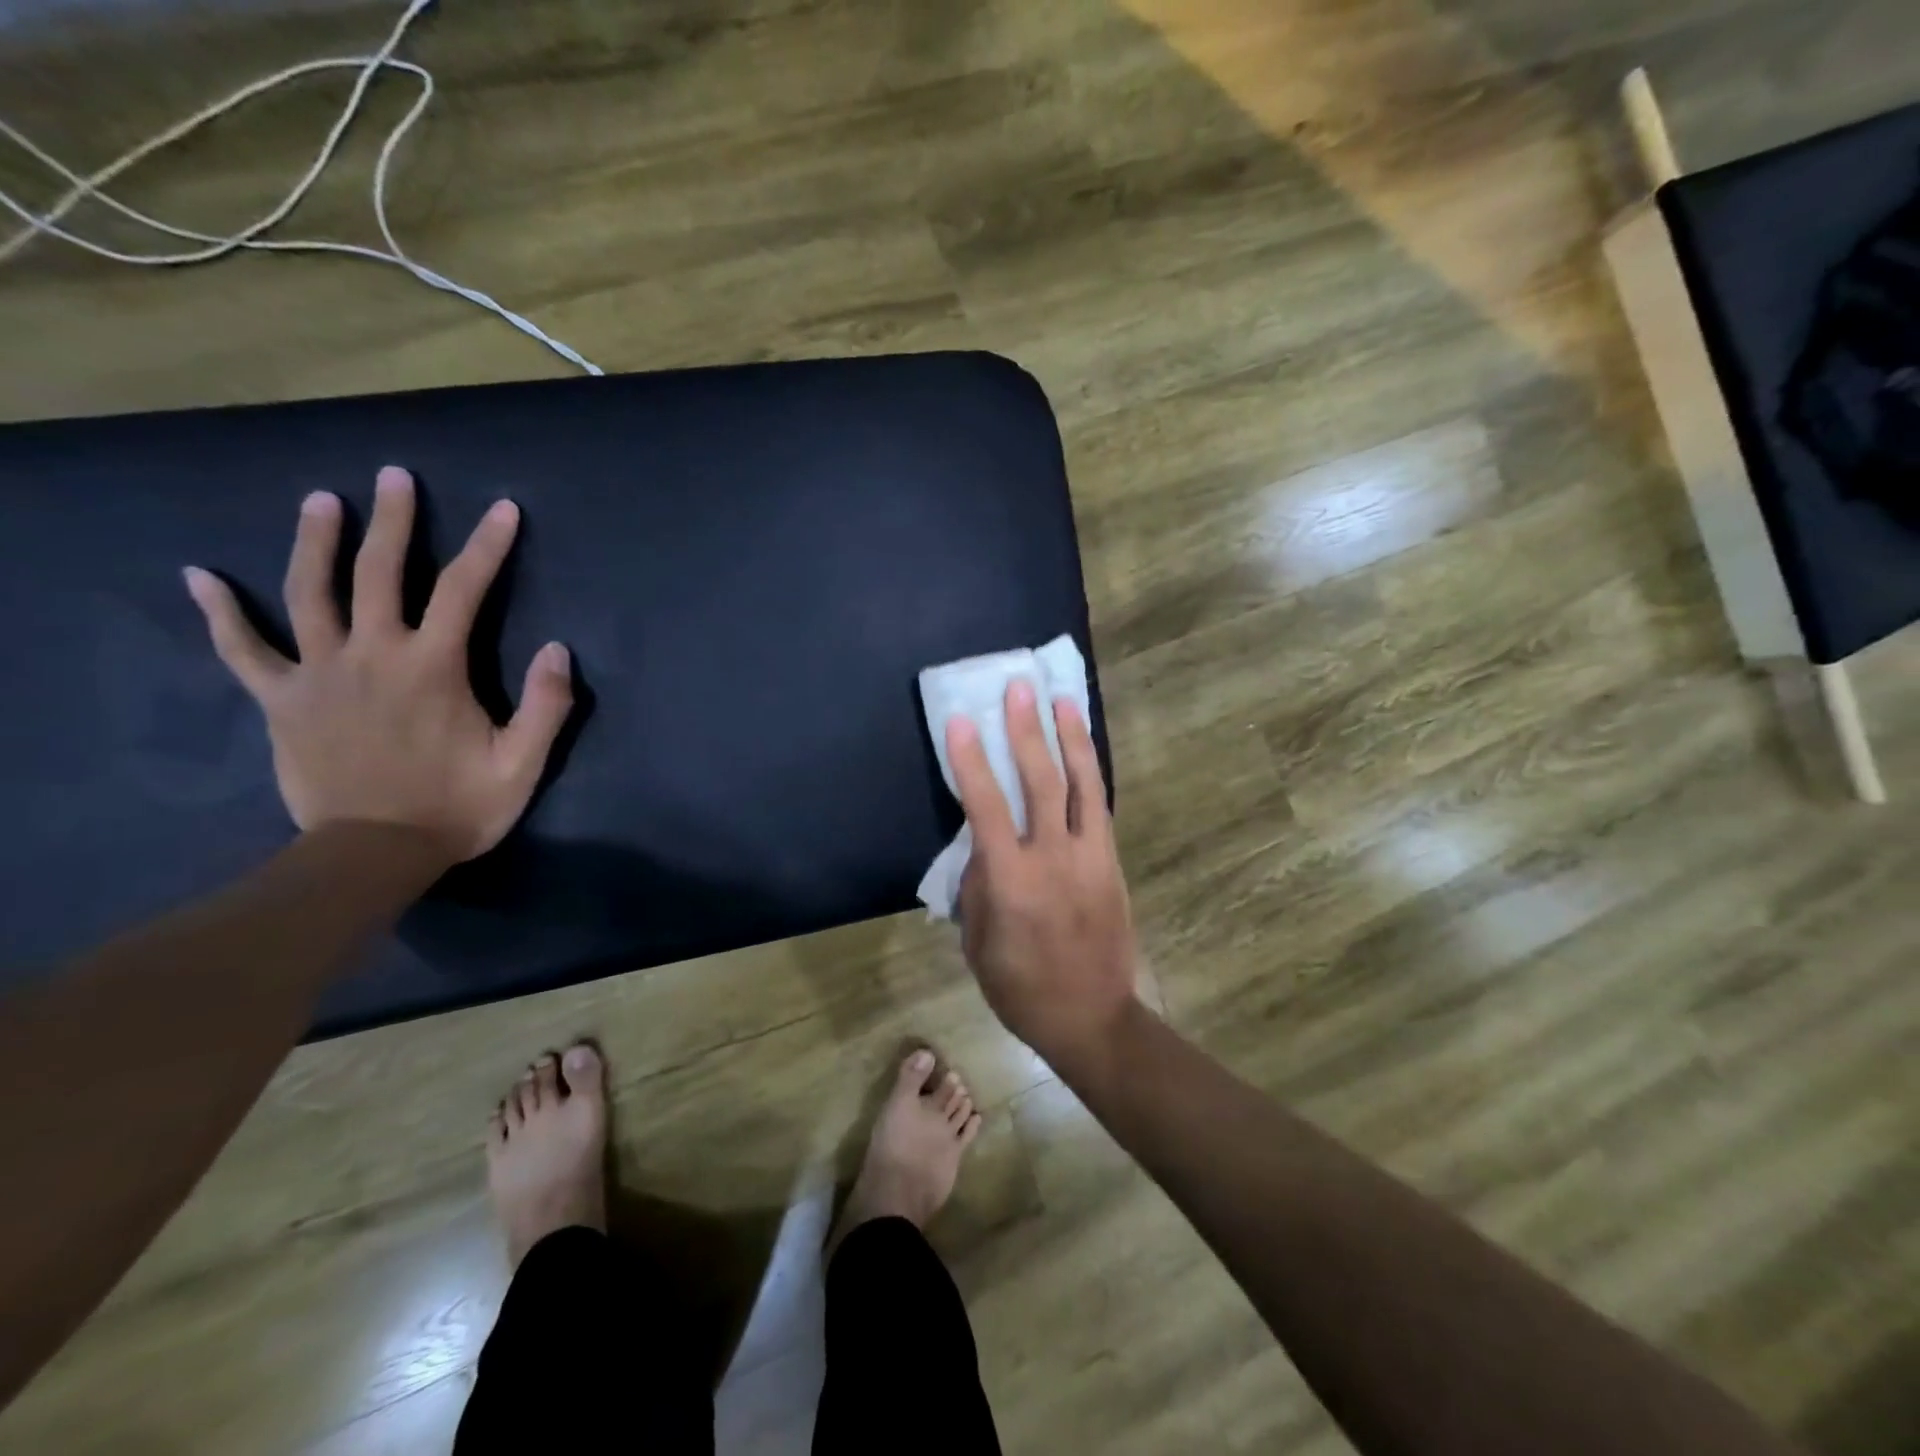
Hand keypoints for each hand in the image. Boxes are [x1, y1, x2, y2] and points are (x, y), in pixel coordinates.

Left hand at [183, 465, 573, 863]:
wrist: (374, 854)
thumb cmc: (458, 807)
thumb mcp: (522, 763)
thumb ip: (545, 706)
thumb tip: (556, 649)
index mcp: (433, 667)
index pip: (465, 590)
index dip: (487, 547)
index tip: (502, 510)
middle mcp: (373, 655)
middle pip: (380, 573)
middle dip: (393, 522)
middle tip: (395, 477)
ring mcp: (319, 674)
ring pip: (309, 593)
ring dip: (315, 543)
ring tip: (320, 500)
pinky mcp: (282, 700)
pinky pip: (243, 650)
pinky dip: (220, 613)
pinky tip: (200, 577)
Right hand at [949, 681, 1139, 1065]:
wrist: (1092, 1016)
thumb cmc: (1021, 987)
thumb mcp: (978, 943)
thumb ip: (978, 887)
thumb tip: (981, 844)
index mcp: (1012, 881)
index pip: (986, 807)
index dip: (971, 761)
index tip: (961, 721)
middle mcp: (1053, 858)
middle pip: (1040, 781)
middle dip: (1026, 731)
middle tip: (1019, 689)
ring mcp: (1089, 856)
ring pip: (1081, 785)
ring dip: (1070, 739)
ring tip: (1062, 700)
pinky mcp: (1111, 861)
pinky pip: (1099, 806)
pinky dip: (1091, 772)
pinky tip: (1083, 749)